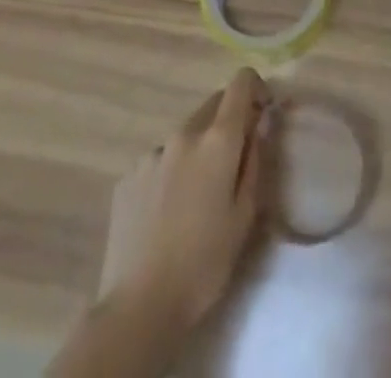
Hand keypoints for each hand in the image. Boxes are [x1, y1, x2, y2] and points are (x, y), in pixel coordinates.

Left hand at [97, 69, 270, 329]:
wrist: (138, 307)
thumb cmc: (204, 262)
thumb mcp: (245, 214)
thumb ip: (255, 159)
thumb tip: (260, 123)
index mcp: (218, 140)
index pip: (240, 83)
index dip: (255, 88)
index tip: (262, 113)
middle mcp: (184, 133)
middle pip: (213, 104)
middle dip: (228, 120)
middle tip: (233, 162)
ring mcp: (152, 153)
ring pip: (185, 134)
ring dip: (198, 148)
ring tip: (196, 197)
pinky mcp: (128, 176)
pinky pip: (159, 160)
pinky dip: (171, 171)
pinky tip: (167, 212)